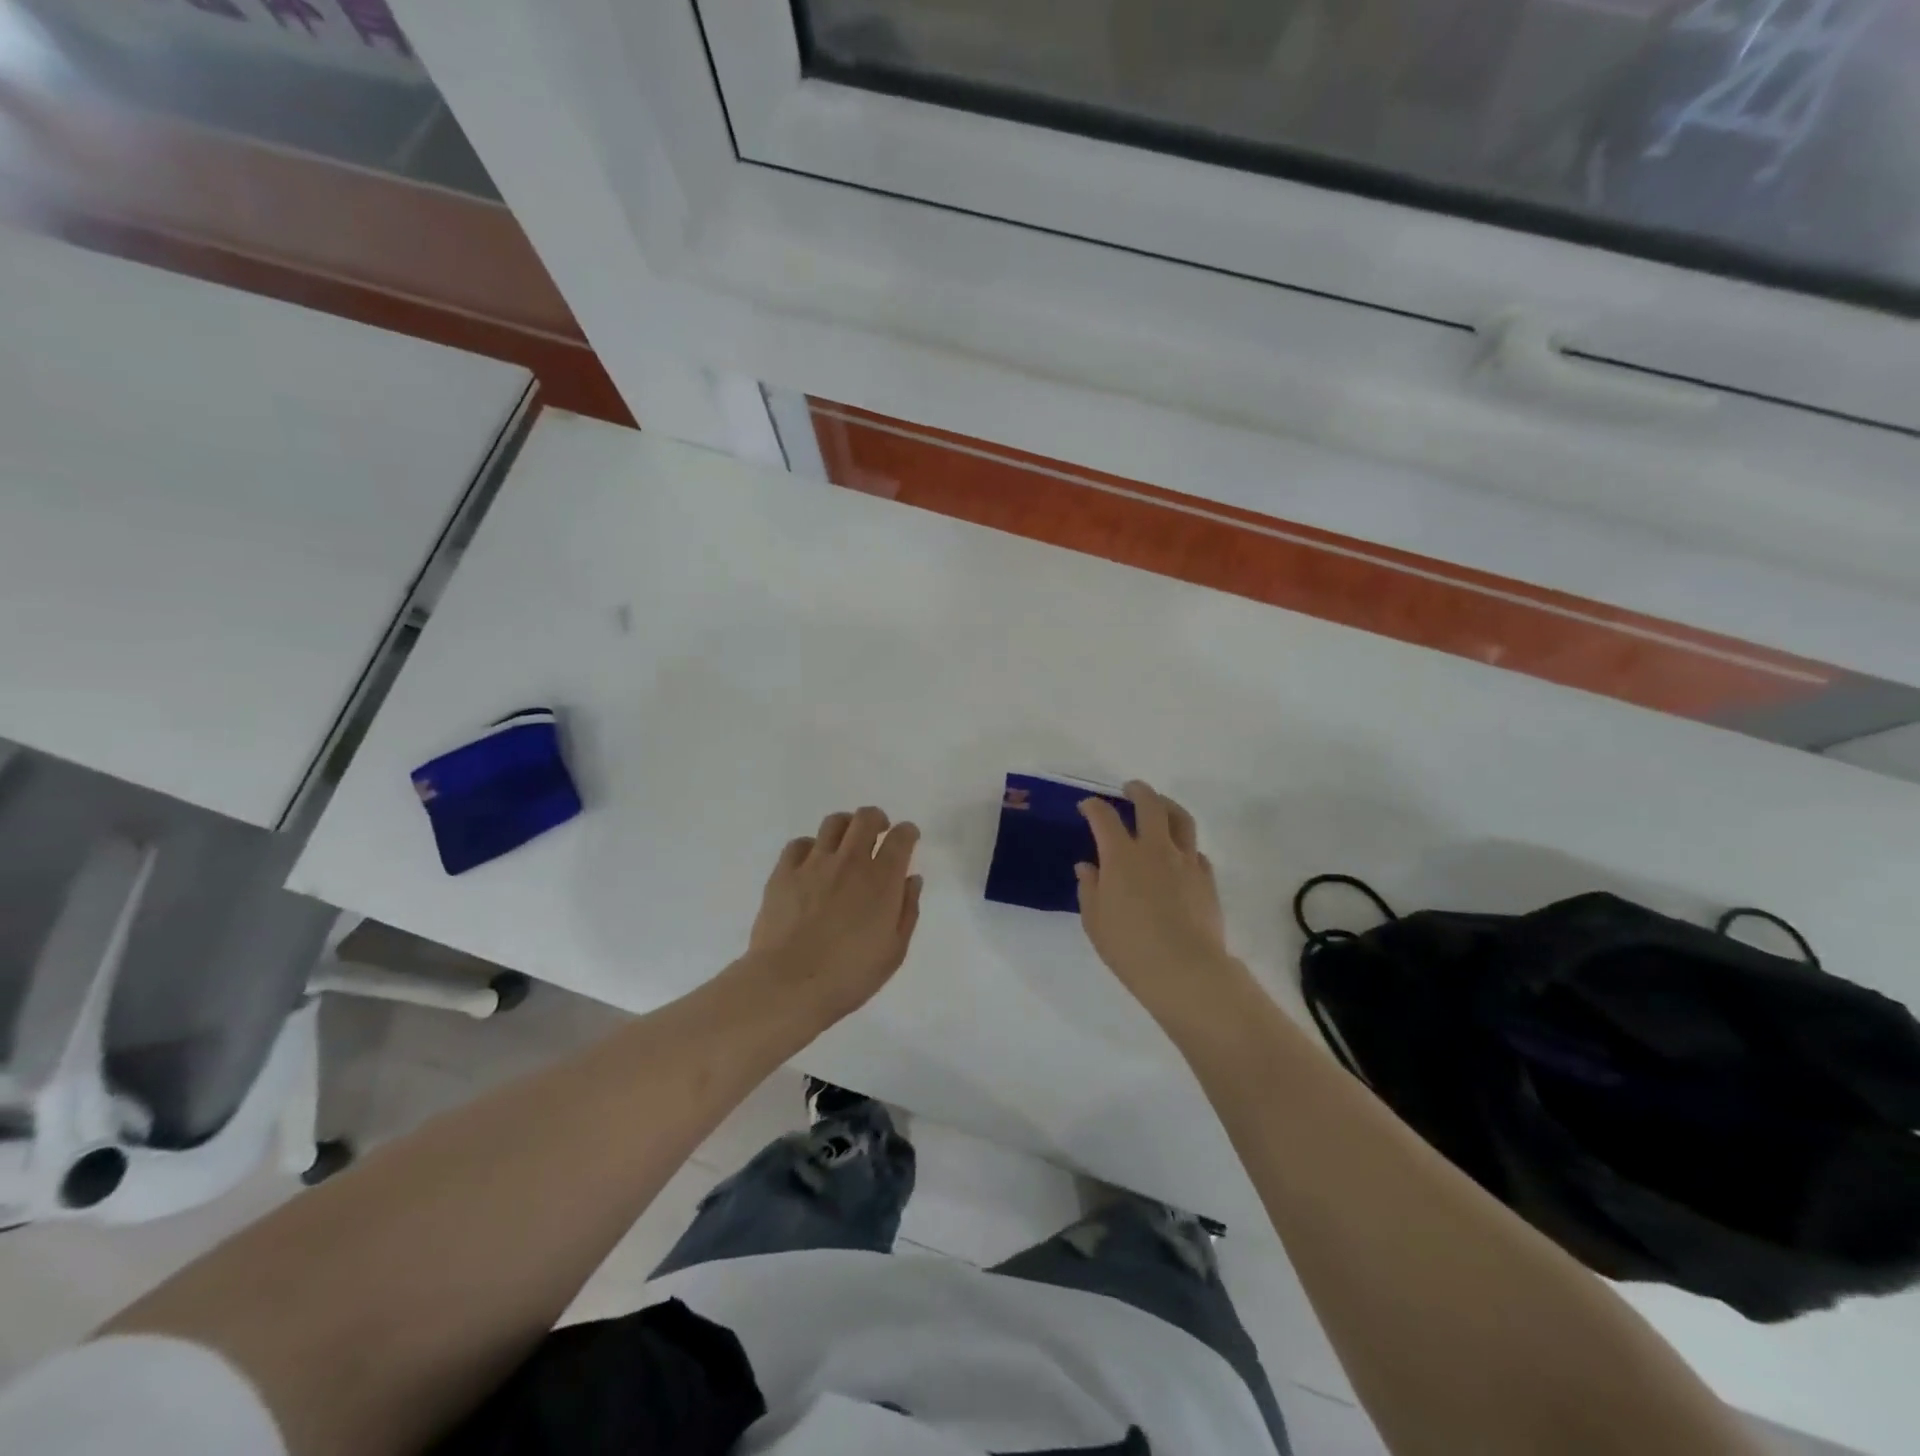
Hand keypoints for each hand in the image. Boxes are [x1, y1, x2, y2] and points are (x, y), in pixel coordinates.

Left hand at [745, 805, 922, 1023]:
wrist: (788, 985)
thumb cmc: (849, 975)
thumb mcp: (894, 951)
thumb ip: (907, 910)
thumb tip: (911, 879)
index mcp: (882, 879)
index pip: (901, 837)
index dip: (908, 832)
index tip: (908, 838)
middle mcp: (850, 861)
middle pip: (866, 818)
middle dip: (877, 820)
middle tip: (878, 834)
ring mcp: (814, 864)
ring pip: (833, 823)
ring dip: (846, 827)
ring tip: (846, 844)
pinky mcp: (783, 872)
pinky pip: (799, 843)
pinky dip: (811, 847)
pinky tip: (812, 864)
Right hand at [1076, 781, 1255, 1029]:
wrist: (1185, 970)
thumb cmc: (1130, 948)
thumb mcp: (1095, 921)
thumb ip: (1090, 889)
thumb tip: (1088, 867)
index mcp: (1121, 856)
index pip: (1104, 818)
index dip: (1093, 807)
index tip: (1087, 807)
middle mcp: (1154, 849)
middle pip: (1149, 805)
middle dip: (1137, 791)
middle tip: (1130, 789)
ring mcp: (1185, 861)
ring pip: (1181, 819)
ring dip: (1168, 806)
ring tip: (1161, 806)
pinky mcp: (1207, 878)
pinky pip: (1196, 851)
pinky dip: (1185, 846)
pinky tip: (1179, 855)